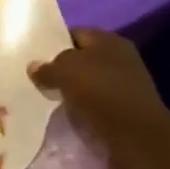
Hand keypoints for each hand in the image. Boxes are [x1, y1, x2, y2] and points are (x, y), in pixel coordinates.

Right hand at [30, 29, 169, 168]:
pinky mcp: (123, 105)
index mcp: (109, 40)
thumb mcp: (66, 72)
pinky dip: (80, 104)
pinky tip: (66, 111)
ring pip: (87, 80)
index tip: (34, 56)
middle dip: (60, 67)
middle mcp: (119, 57)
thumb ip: (47, 67)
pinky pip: (94, 99)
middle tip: (37, 78)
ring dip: (69, 88)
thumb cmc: (101, 92)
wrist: (135, 134)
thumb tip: (34, 66)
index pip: (75, 33)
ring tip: (47, 96)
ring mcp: (123, 82)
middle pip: (81, 58)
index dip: (54, 42)